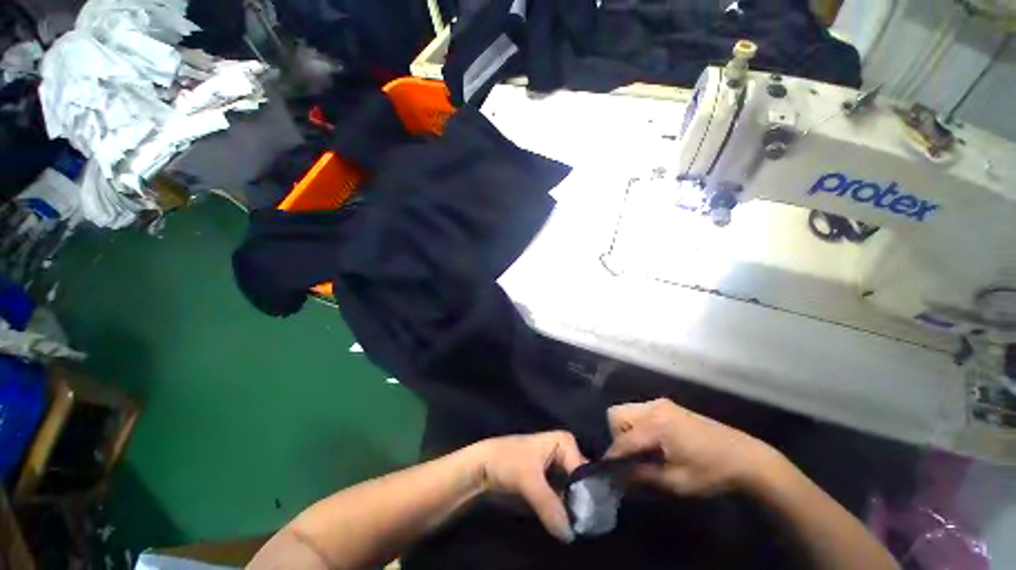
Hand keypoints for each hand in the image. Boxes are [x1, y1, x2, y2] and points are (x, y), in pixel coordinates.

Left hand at [472, 431, 586, 541]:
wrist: (484, 466)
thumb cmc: (507, 462)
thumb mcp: (528, 481)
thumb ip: (549, 505)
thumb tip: (570, 534)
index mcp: (565, 442)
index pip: (585, 471)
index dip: (588, 494)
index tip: (590, 518)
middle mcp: (566, 452)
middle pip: (582, 481)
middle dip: (585, 502)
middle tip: (587, 525)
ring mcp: (559, 467)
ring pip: (575, 491)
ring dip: (576, 509)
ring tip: (580, 527)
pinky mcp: (551, 481)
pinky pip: (565, 497)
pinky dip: (567, 510)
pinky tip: (570, 524)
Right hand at [605, 399, 779, 495]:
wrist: (745, 457)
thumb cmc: (711, 472)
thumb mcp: (677, 482)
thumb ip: (643, 476)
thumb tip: (617, 476)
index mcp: (657, 425)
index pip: (623, 439)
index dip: (612, 456)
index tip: (607, 471)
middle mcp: (654, 407)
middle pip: (617, 414)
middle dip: (617, 436)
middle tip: (631, 457)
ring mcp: (660, 403)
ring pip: (627, 410)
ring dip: (626, 430)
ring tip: (642, 452)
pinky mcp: (667, 405)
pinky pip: (639, 410)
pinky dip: (638, 425)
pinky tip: (654, 443)